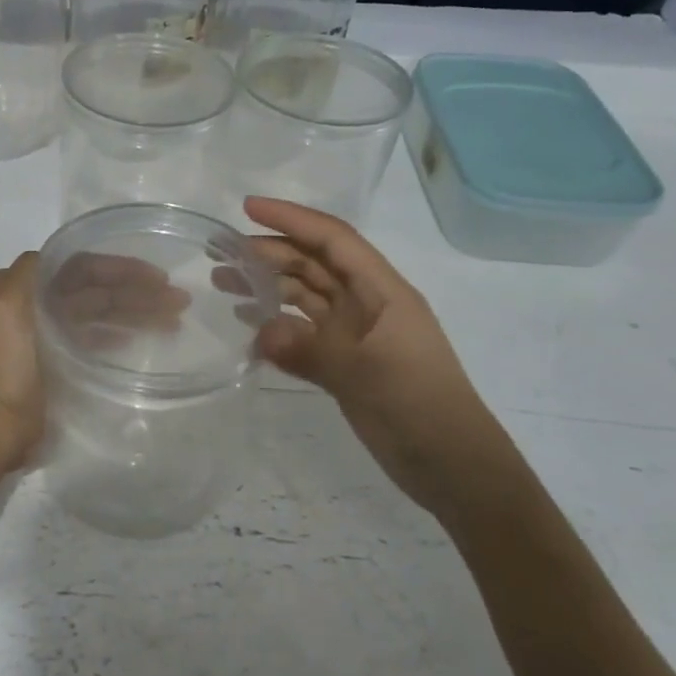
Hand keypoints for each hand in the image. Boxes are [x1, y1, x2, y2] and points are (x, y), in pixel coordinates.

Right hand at [243, 197, 527, 520]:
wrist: (454, 467)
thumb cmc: (418, 408)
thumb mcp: (363, 375)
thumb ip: (309, 350)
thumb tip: (258, 331)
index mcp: (383, 292)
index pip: (333, 240)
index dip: (292, 219)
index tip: (248, 208)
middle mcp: (368, 304)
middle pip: (315, 263)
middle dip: (271, 252)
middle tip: (221, 253)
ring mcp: (357, 334)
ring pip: (307, 295)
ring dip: (269, 286)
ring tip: (225, 283)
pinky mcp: (347, 362)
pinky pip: (306, 331)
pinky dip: (278, 323)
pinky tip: (249, 324)